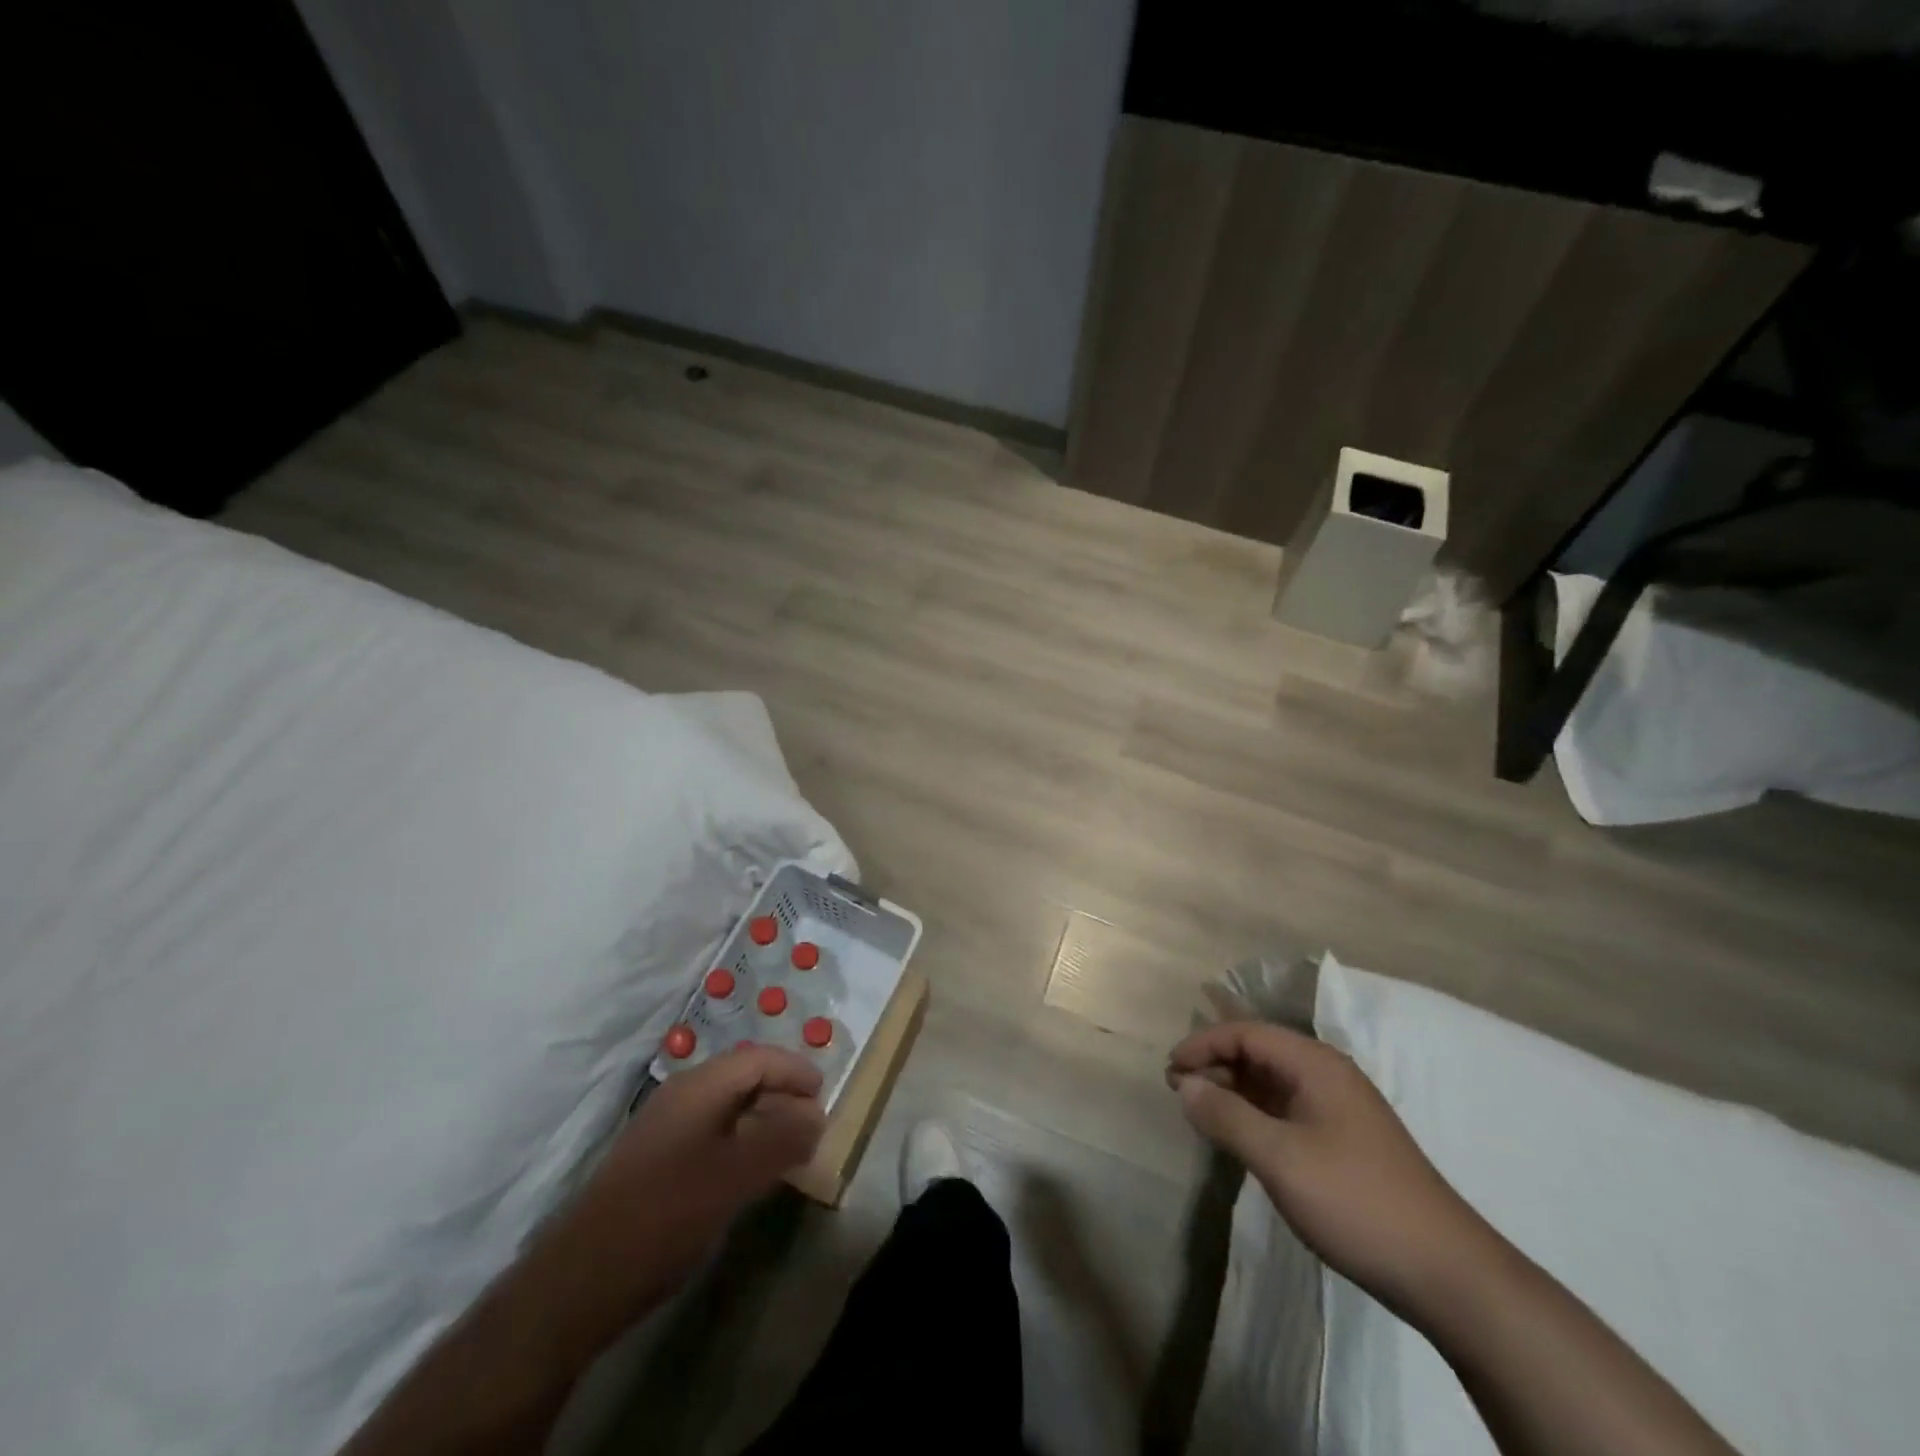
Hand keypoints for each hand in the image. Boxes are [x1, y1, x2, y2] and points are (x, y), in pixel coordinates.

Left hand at [562, 1045, 825, 1313]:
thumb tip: (816, 1116)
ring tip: (791, 1147)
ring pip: (727, 1107)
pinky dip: (741, 1140)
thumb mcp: (735, 1177)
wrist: (582, 1279)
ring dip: (763, 1118)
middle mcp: (682, 1096)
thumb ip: (782, 1141)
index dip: (795, 1071)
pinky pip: (711, 1132)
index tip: (824, 1093)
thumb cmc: (667, 1215)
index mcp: (699, 1088)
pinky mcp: (656, 1161)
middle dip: (782, 1092)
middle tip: (813, 1121)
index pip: (758, 1059)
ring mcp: (665, 1128)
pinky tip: (750, 1172)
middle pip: (742, 1077)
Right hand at [1168, 1021, 1493, 1310]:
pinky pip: (1287, 1108)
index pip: (1246, 1033)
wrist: (1446, 1272)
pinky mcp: (1345, 1140)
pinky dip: (1255, 1113)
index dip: (1203, 1044)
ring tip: (1200, 1110)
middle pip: (1259, 1052)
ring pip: (1272, 1082)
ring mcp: (1339, 1108)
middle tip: (1178, 1091)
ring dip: (1233, 1089)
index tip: (1170, 1070)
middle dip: (1215, 1064)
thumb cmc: (1355, 1200)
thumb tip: (1185, 1084)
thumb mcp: (1279, 1158)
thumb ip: (1226, 1116)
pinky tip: (1240, 1136)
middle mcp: (1327, 1075)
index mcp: (1315, 1064)